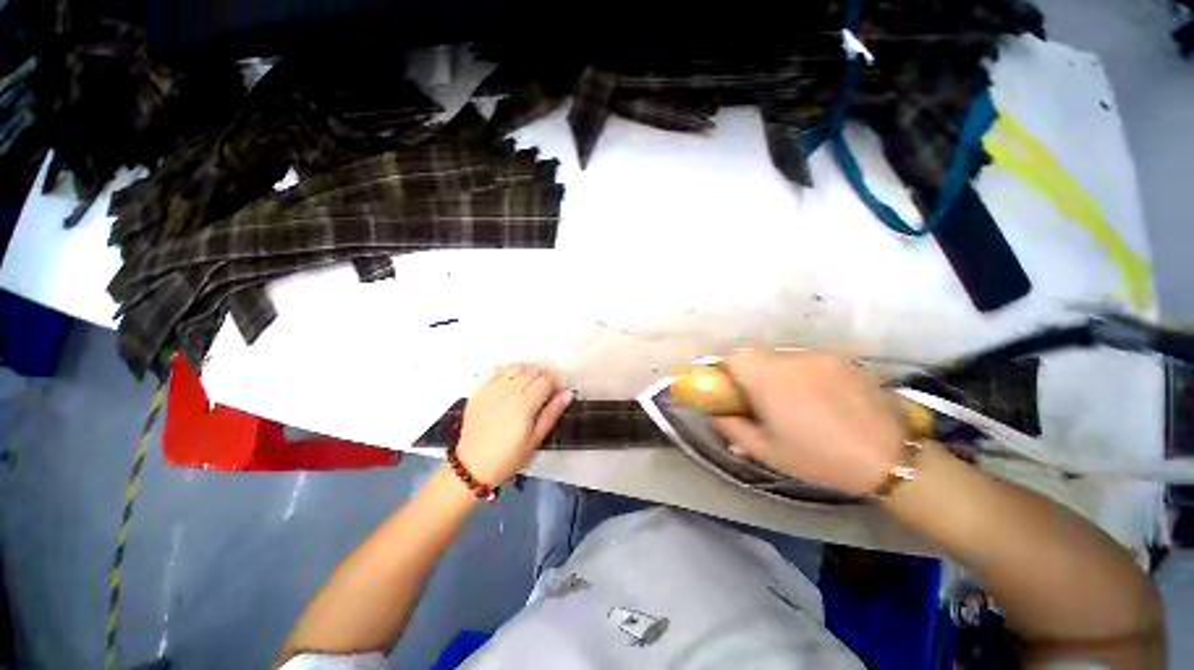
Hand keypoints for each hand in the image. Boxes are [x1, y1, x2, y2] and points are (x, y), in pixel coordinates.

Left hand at [455, 364, 572, 485]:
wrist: (473, 465)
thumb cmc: (509, 456)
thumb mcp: (536, 439)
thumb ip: (552, 413)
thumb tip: (568, 394)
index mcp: (525, 403)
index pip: (546, 380)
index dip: (556, 383)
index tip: (557, 392)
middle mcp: (508, 390)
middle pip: (532, 371)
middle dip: (543, 376)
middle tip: (544, 390)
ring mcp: (492, 388)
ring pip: (515, 367)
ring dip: (526, 372)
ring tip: (528, 384)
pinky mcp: (479, 391)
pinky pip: (496, 371)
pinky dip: (508, 372)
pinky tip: (511, 382)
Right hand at [712, 352, 906, 495]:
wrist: (889, 457)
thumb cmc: (818, 457)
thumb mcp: (766, 450)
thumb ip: (731, 428)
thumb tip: (714, 413)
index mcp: (767, 379)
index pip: (732, 358)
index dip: (725, 372)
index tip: (730, 391)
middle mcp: (790, 359)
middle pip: (756, 356)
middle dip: (751, 374)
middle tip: (761, 401)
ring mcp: (819, 356)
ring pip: (782, 357)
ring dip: (777, 373)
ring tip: (795, 400)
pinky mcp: (842, 358)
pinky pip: (809, 360)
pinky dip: (804, 373)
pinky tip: (821, 397)